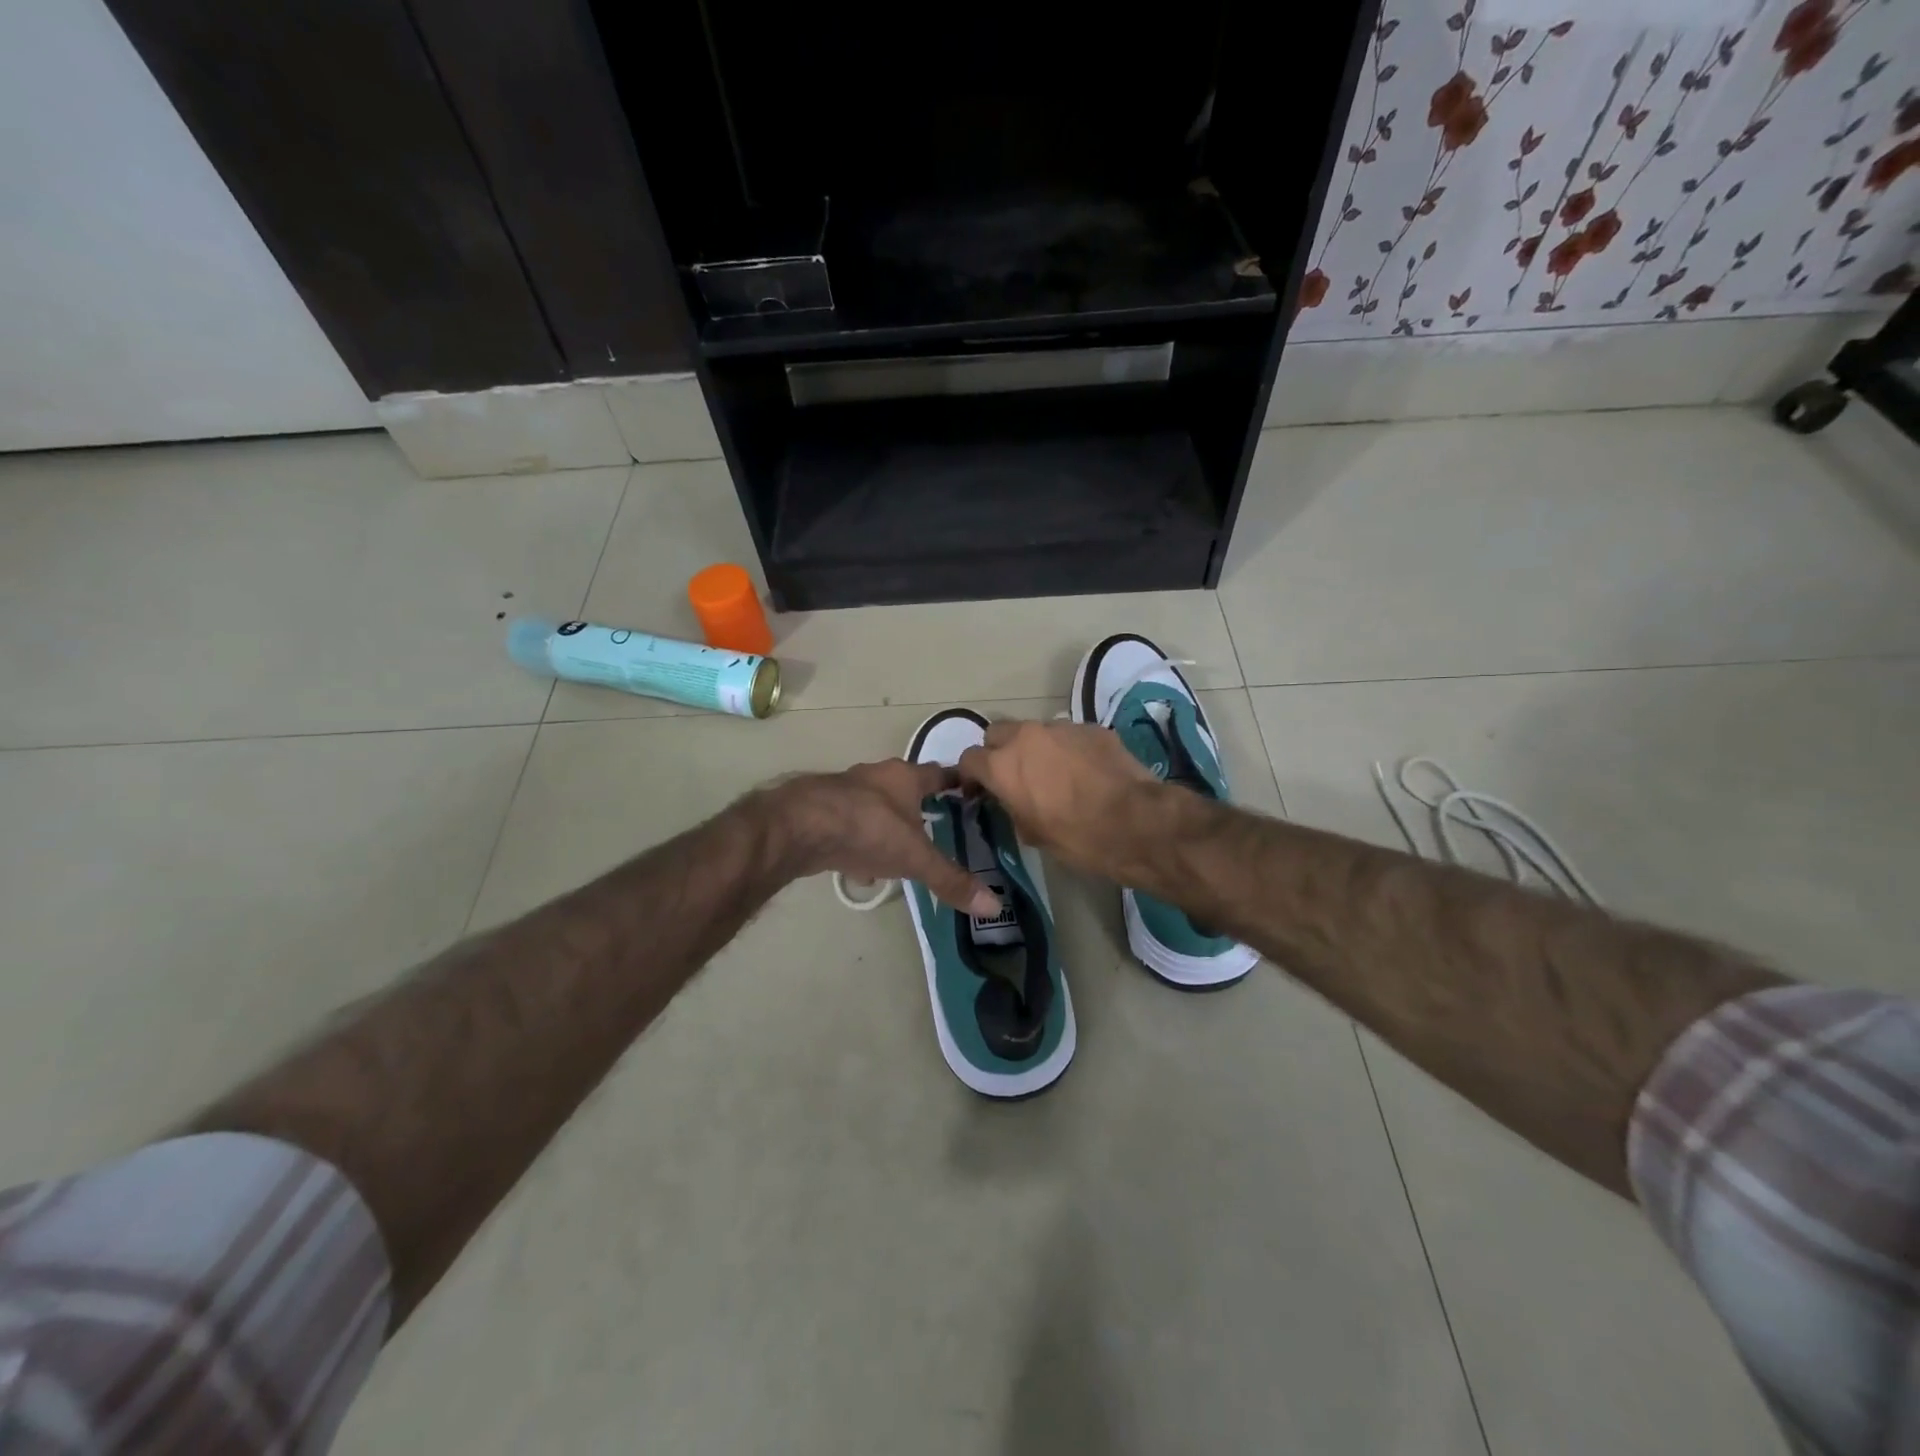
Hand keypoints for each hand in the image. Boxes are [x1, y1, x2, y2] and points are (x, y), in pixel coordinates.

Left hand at [764, 760, 999, 917]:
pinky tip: (863, 870)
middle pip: (907, 789)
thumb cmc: (867, 829)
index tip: (973, 795)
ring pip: (877, 808)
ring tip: (904, 855)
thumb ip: (951, 880)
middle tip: (939, 830)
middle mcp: (877, 777)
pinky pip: (852, 827)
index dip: (958, 783)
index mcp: (905, 777)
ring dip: (890, 828)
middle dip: (921, 809)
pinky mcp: (823, 811)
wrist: (798, 827)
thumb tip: (994, 905)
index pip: (941, 773)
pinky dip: (861, 844)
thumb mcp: (915, 858)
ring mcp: (846, 792)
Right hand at [957, 719, 1162, 876]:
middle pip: (997, 732)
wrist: (1136, 822)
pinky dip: (1068, 749)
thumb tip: (1014, 800)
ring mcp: (1061, 728)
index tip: (979, 791)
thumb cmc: (1078, 837)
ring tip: (1053, 773)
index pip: (969, 759)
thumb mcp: (1032, 834)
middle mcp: (1026, 737)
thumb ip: (1012, 808)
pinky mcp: (1091, 728)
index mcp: (1003, 766)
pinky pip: (1068, 735)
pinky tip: (1085, 771)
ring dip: (1035, 748)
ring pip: (1035, 731)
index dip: (970, 776)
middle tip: (1012, 776)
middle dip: (998, 751)